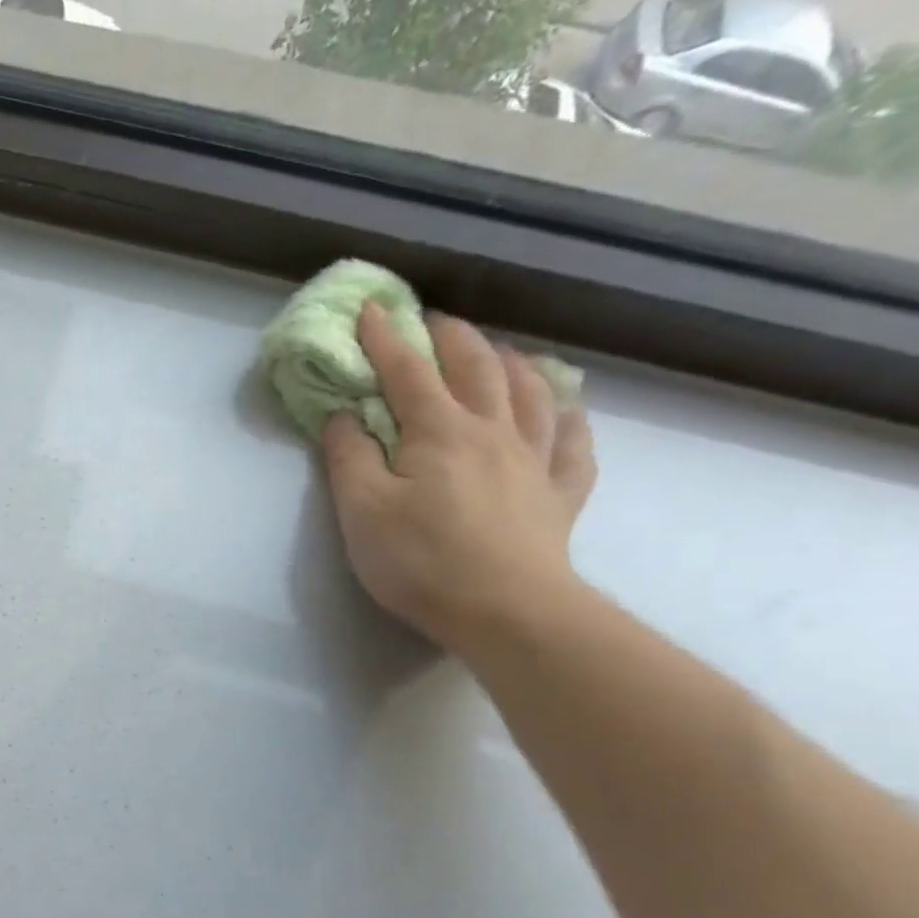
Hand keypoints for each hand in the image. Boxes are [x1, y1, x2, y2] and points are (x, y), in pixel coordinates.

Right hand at [321, 304, 597, 654]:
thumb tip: (344, 415)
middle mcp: (493, 430)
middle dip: (452, 338)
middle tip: (434, 322)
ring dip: (511, 363)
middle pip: (477, 367)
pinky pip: (574, 442)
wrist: (505, 609)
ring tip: (500, 353)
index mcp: (439, 431)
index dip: (386, 337)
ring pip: (531, 392)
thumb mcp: (361, 511)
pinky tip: (565, 410)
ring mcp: (535, 459)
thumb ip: (349, 457)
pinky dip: (569, 417)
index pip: (407, 371)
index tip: (372, 308)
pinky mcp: (560, 493)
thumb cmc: (420, 560)